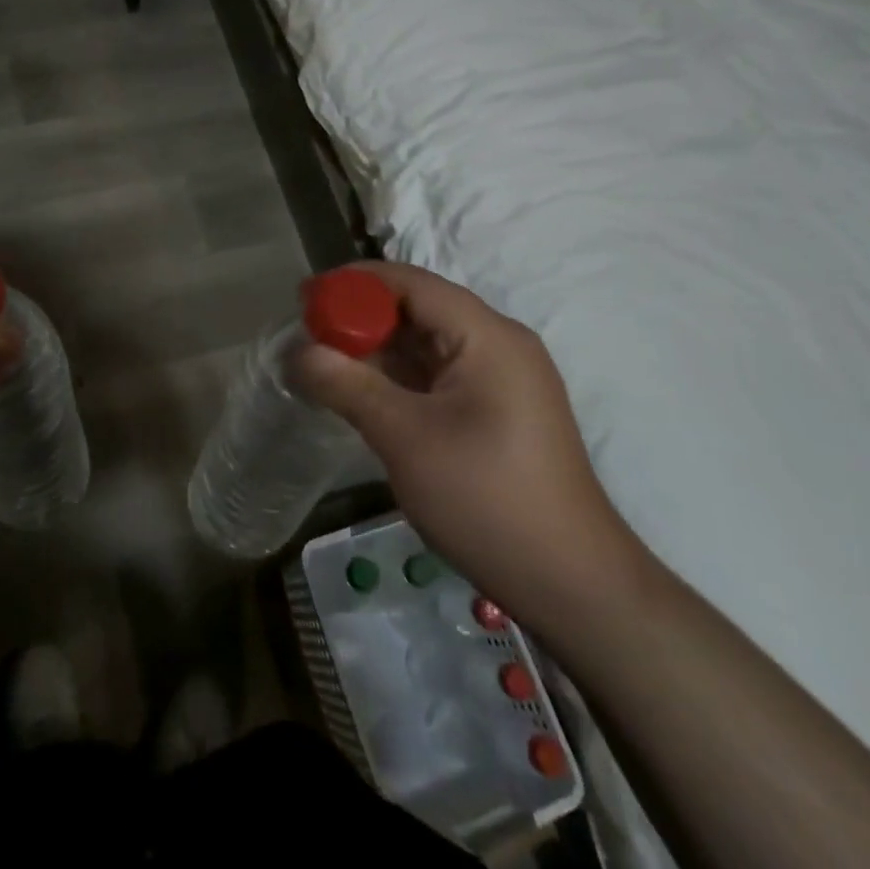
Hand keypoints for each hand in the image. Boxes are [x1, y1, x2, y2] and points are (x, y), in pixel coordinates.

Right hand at [294, 262, 646, 632]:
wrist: (572, 586)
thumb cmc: (487, 499)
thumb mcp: (405, 437)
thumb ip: (346, 385)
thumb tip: (296, 352)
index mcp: (487, 335)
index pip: (410, 282)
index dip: (353, 283)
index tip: (304, 299)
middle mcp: (499, 343)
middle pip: (419, 307)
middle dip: (361, 316)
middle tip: (308, 334)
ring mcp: (502, 378)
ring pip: (427, 341)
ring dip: (377, 347)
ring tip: (325, 361)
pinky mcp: (498, 408)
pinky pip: (439, 372)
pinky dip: (398, 374)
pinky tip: (363, 390)